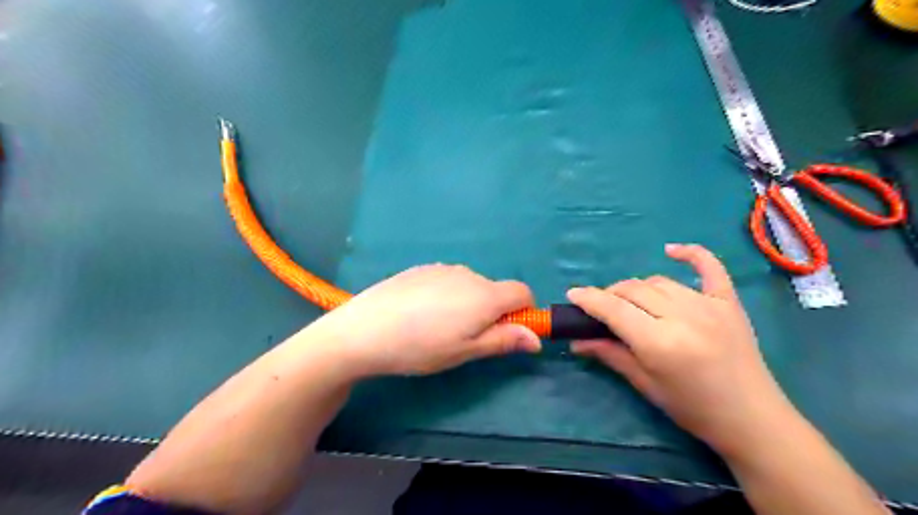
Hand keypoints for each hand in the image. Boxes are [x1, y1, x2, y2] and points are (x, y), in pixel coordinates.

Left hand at [305, 264, 539, 376]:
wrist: (365, 329)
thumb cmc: (421, 347)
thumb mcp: (465, 351)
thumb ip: (503, 341)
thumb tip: (536, 339)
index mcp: (485, 295)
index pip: (522, 291)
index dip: (523, 311)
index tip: (506, 332)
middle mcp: (468, 274)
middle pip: (495, 289)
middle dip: (492, 311)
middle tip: (465, 338)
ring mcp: (443, 268)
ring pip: (470, 285)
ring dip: (468, 303)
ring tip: (437, 327)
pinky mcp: (422, 268)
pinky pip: (447, 280)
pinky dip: (446, 294)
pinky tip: (420, 313)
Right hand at [573, 242, 792, 456]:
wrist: (752, 419)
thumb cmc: (692, 408)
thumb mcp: (645, 384)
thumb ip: (610, 354)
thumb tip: (575, 340)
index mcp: (660, 342)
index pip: (614, 309)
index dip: (589, 299)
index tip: (573, 294)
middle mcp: (683, 317)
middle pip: (634, 290)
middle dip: (610, 295)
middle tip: (601, 308)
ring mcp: (709, 305)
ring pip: (658, 281)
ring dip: (637, 288)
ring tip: (630, 302)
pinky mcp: (729, 302)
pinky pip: (710, 267)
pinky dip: (691, 254)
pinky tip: (671, 249)